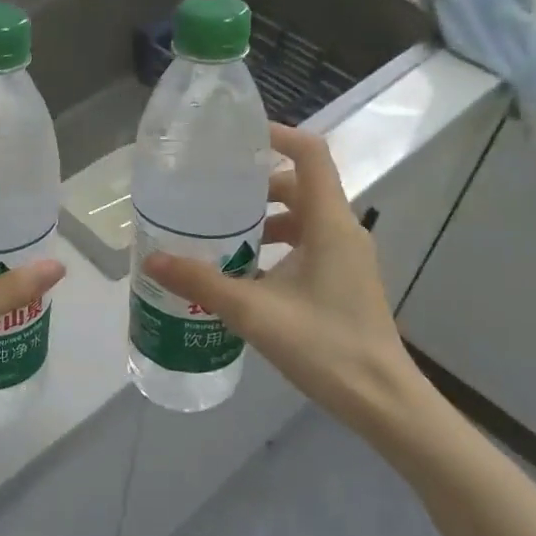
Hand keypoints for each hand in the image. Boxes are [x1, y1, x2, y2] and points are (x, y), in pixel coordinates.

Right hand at [141, 124, 441, 454]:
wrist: (382, 401)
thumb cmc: (325, 346)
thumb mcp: (255, 312)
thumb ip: (202, 282)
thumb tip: (153, 258)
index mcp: (330, 224)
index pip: (310, 154)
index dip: (277, 135)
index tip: (236, 137)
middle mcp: (343, 231)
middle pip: (301, 185)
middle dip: (257, 184)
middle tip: (213, 191)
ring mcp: (346, 257)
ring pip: (303, 217)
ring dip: (266, 217)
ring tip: (221, 231)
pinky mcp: (343, 280)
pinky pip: (308, 244)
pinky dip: (277, 244)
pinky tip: (245, 270)